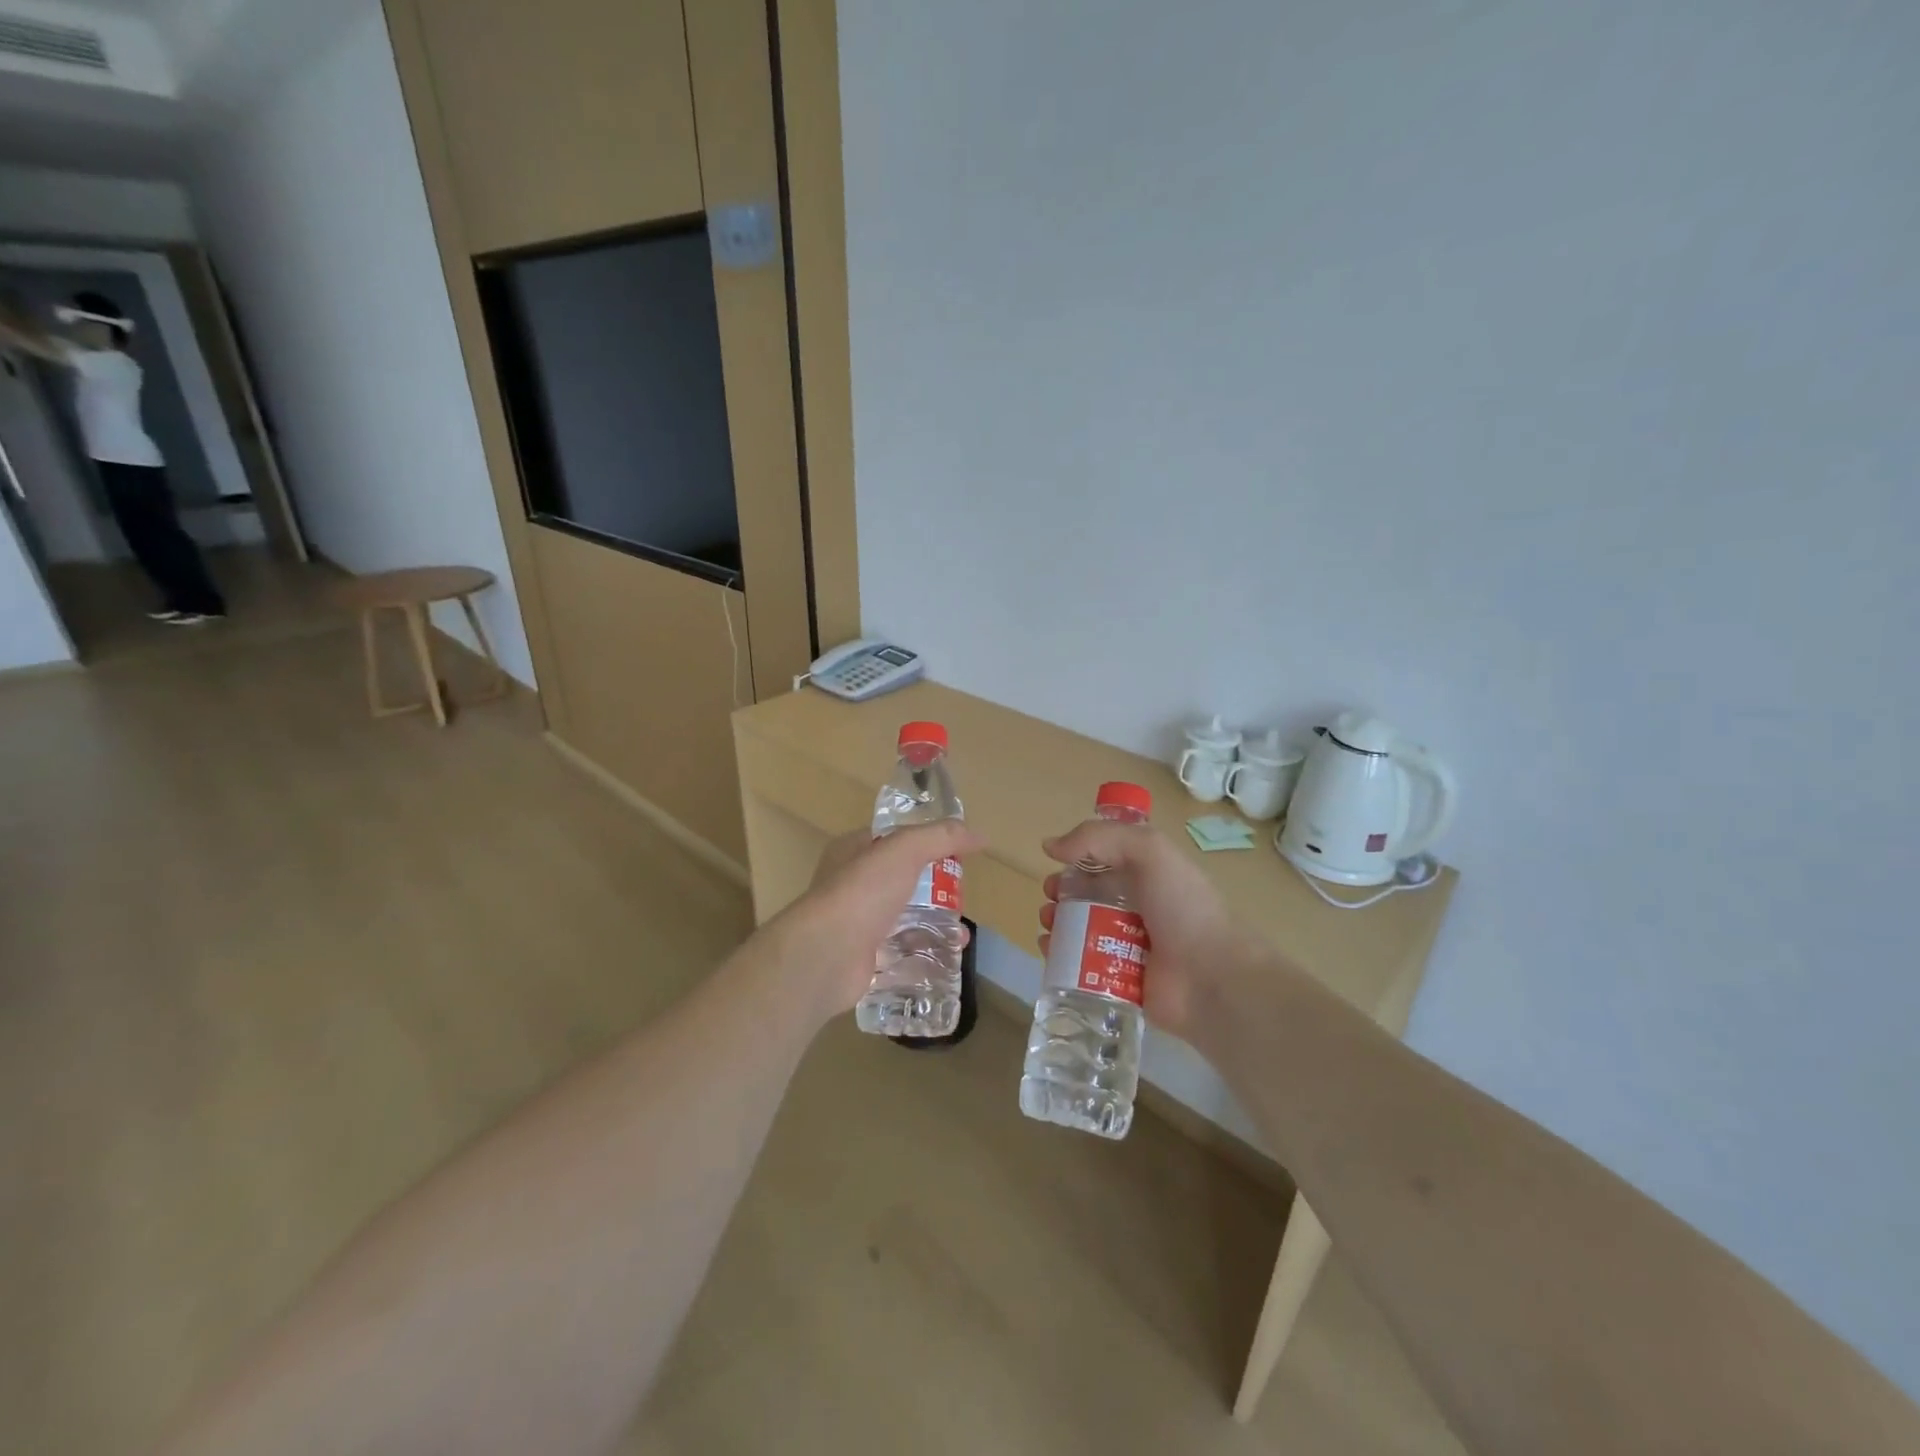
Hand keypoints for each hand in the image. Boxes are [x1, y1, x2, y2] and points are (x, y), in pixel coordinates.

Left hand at [765, 821, 984, 1026]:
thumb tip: (979, 836)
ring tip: (961, 937)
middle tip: (962, 899)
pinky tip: (945, 960)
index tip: (956, 855)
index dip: (924, 843)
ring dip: (933, 926)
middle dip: (934, 891)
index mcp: (853, 852)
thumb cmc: (862, 892)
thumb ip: (941, 837)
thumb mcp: (905, 850)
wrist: (826, 955)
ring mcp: (856, 924)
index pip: (892, 841)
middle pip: (902, 882)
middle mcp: (851, 885)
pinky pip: (899, 954)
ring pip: (902, 920)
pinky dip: (921, 957)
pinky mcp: (863, 959)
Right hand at [1038, 820, 1264, 1042]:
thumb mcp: (1148, 851)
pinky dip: (1060, 957)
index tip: (1057, 863)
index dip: (1077, 857)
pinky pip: (1080, 966)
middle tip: (1050, 900)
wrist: (1212, 978)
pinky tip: (1049, 952)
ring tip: (1048, 926)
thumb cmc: (1182, 908)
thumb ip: (1099, 837)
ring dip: (1056, 923)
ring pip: (1079, 929)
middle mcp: (1137, 906)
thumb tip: (1050, 846)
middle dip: (1061, 893)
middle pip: (1087, 894)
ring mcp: (1127, 945)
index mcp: (1148, 874)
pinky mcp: (1117, 980)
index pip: (1105, 858)